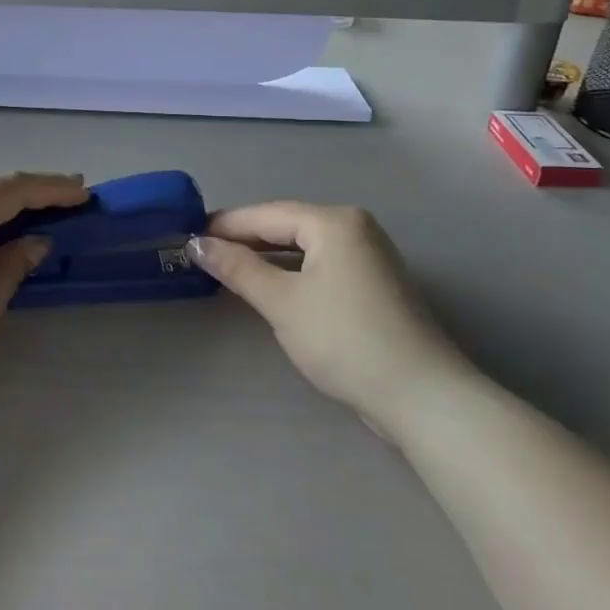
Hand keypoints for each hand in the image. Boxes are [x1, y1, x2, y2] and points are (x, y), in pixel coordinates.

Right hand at [188, 203, 461, 432]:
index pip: (268, 213)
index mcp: (335, 222)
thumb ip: (238, 268)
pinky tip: (269, 286)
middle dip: (245, 239)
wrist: (420, 396)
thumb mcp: (282, 302)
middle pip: (288, 225)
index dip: (226, 224)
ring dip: (267, 256)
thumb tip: (197, 244)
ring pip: (304, 247)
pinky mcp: (374, 284)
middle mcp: (355, 228)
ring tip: (227, 268)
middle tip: (202, 252)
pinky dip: (292, 272)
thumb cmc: (345, 340)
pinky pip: (321, 265)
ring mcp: (369, 256)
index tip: (188, 234)